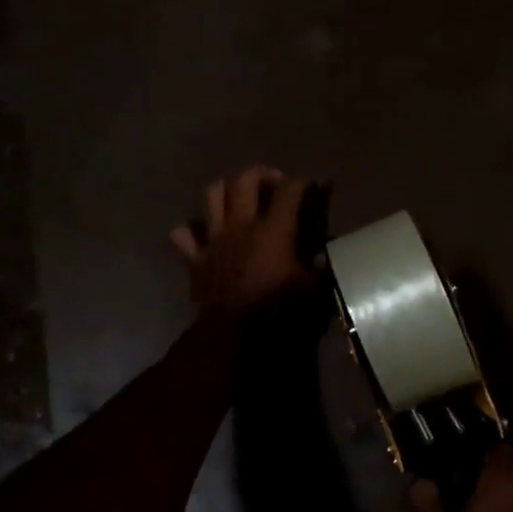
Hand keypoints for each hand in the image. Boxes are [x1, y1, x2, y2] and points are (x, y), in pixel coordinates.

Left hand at [170, 165, 317, 318]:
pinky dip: (192, 229)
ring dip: (227, 189)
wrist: (231, 338)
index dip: (306, 182)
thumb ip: (322, 267)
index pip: (291, 190)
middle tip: (275, 185)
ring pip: (212, 195)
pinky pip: (183, 234)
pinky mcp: (195, 259)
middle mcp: (240, 226)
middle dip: (262, 173)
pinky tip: (205, 234)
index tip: (318, 184)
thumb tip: (329, 254)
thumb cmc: (276, 312)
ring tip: (240, 197)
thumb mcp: (312, 290)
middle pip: (245, 180)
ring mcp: (213, 240)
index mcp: (273, 231)